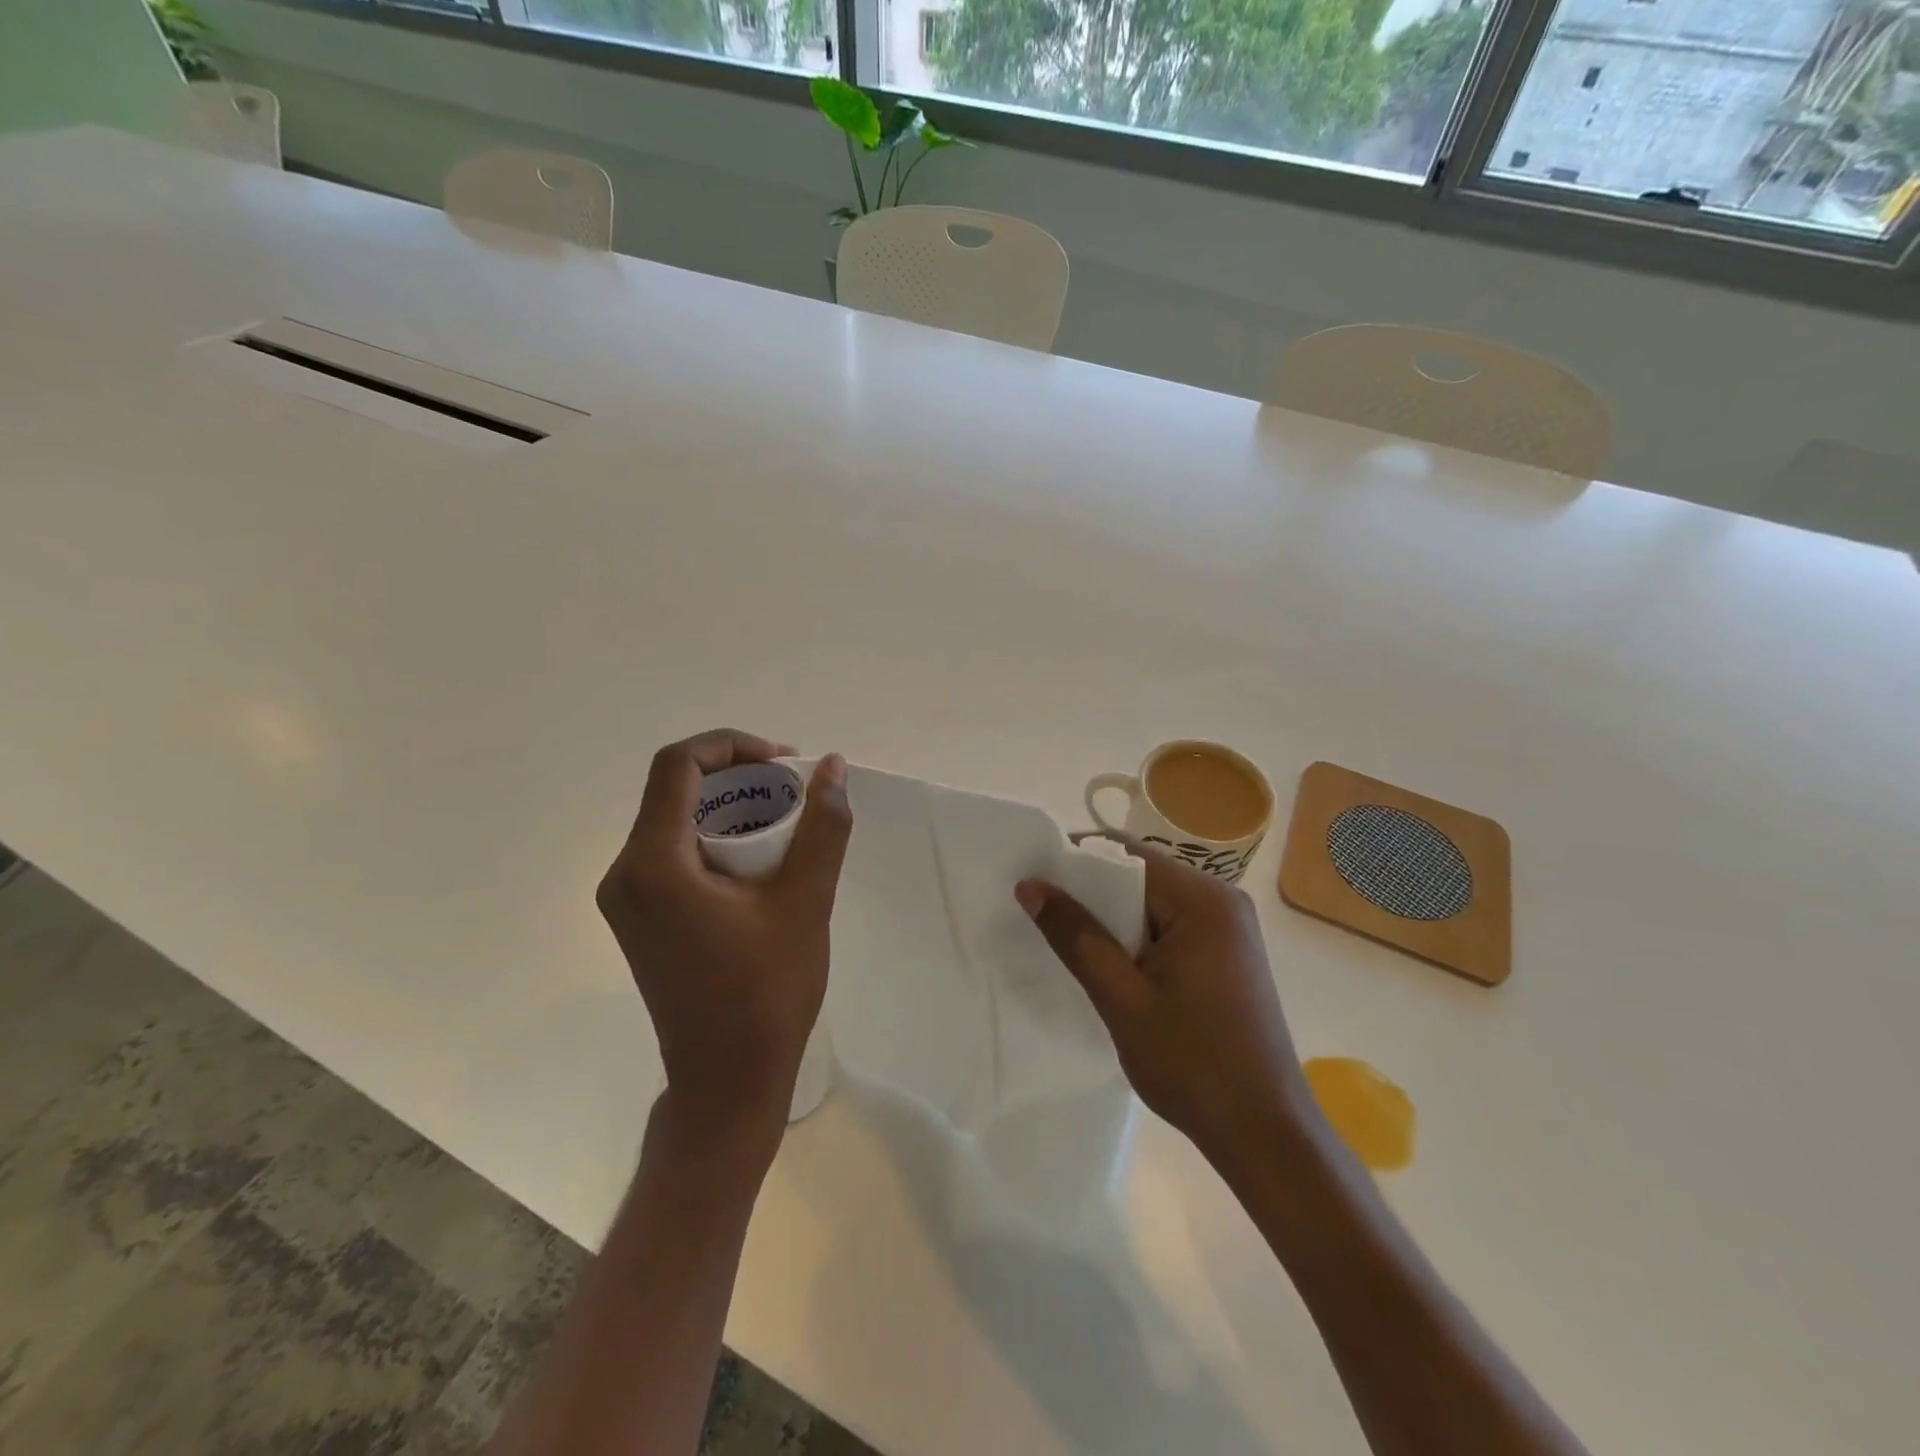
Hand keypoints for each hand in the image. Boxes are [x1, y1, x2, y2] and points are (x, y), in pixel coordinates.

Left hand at [597, 729, 852, 1152]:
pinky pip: (674, 853)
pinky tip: (760, 860)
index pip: (678, 765)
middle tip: (793, 792)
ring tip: (785, 822)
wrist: (726, 1082)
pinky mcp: (640, 919)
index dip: (732, 746)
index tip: (785, 764)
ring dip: (729, 808)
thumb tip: (832, 768)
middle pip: (675, 790)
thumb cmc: (766, 993)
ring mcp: (627, 900)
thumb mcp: (806, 902)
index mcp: (653, 865)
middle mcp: (625, 874)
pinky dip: (717, 838)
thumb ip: (822, 827)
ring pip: (674, 820)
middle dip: (738, 777)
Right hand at [1016, 851, 1308, 1171]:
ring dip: (1112, 919)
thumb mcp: (1122, 999)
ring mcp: (1230, 929)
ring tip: (1066, 938)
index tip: (1032, 879)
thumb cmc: (1193, 1064)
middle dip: (1091, 892)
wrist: (1265, 1134)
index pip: (1128, 856)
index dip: (1076, 861)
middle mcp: (1223, 902)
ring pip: (1154, 903)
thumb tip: (1030, 885)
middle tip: (1041, 913)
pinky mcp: (1228, 955)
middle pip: (1142, 876)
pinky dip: (1137, 938)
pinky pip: (1171, 927)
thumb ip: (1076, 937)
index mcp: (1204, 901)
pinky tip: (1110, 963)